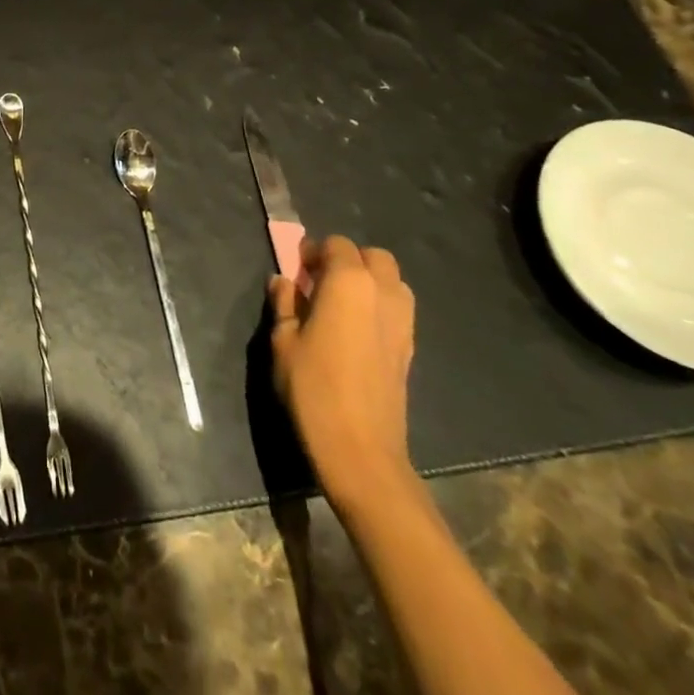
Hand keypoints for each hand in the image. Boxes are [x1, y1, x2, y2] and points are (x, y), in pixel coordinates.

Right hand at [268, 235, 415, 506]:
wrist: (360, 449)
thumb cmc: (313, 387)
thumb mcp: (283, 341)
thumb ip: (284, 303)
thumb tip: (284, 281)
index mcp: (349, 282)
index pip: (337, 245)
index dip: (314, 252)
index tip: (298, 271)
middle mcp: (383, 292)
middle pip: (372, 256)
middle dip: (348, 260)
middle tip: (320, 283)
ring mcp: (403, 321)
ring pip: (391, 281)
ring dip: (368, 282)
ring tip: (341, 305)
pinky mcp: (410, 348)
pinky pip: (397, 309)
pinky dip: (379, 307)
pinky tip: (357, 332)